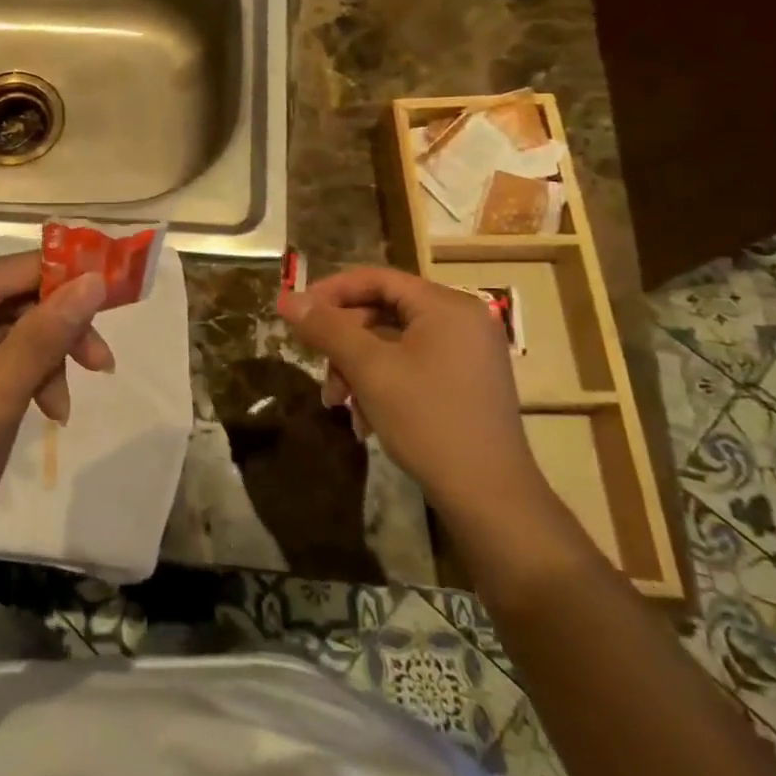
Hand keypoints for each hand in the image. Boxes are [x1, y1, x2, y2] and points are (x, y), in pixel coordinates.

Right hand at [276, 266, 544, 520]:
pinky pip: (410, 365)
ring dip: (356, 367)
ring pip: (392, 342)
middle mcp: (461, 321)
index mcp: (446, 306)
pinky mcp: (464, 383)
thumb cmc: (428, 421)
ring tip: (336, 402)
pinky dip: (380, 383)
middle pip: (383, 310)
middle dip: (343, 340)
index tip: (295, 313)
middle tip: (315, 364)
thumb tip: (286, 298)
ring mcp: (466, 353)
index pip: (377, 278)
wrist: (489, 497)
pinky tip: (363, 417)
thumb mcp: (369, 370)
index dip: (330, 292)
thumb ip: (327, 328)